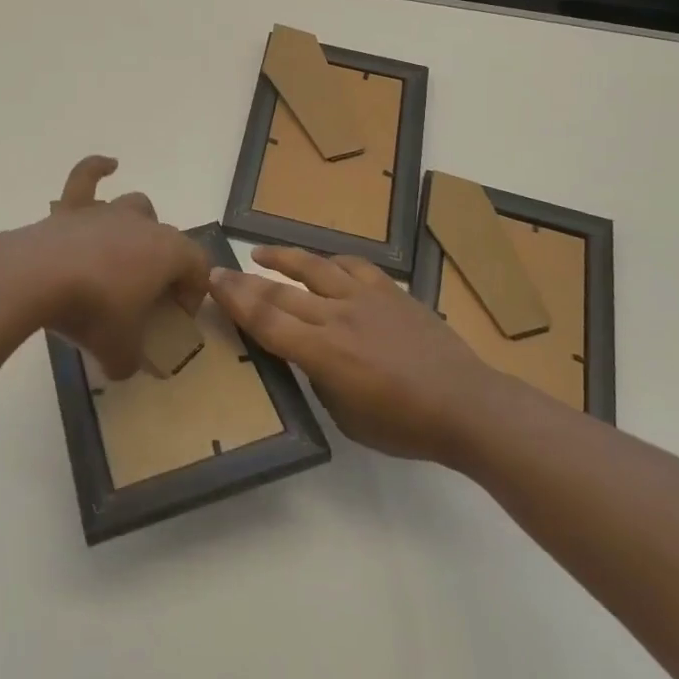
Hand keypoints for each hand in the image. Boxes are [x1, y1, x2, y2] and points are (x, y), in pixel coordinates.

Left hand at [13, 156, 209, 379]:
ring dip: (137, 228)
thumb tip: (127, 368)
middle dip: (164, 266)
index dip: (194, 294)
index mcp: (168, 252)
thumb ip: (131, 362)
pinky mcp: (72, 208)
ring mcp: (107, 211)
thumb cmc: (92, 311)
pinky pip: (87, 177)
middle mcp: (143, 224)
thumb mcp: (119, 351)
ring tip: (125, 255)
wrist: (38, 277)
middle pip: (168, 239)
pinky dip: (97, 169)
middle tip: (145, 298)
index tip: (175, 319)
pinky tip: (108, 165)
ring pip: (136, 207)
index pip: (198, 267)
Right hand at [209, 246, 499, 465]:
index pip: (266, 320)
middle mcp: (337, 317)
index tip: (213, 282)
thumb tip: (308, 355)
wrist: (465, 404)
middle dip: (245, 280)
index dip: (235, 300)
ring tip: (260, 253)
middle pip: (281, 292)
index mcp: (323, 354)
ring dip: (283, 258)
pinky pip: (353, 267)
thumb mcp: (346, 417)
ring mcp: (365, 299)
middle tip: (221, 269)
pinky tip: (324, 264)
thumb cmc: (404, 425)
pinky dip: (331, 262)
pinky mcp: (390, 291)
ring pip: (314, 268)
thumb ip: (320, 379)